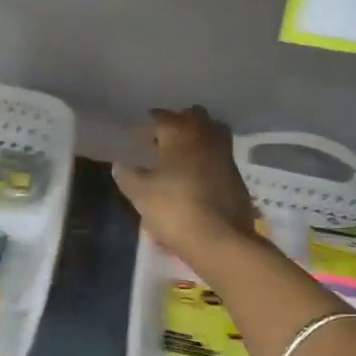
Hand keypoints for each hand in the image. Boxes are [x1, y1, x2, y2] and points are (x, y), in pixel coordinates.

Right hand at [112, 106, 260, 271]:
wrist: (219, 239)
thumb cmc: (174, 208)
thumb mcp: (141, 194)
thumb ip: (128, 176)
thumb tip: (119, 165)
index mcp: (180, 134)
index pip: (164, 117)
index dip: (153, 120)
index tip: (144, 127)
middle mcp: (206, 138)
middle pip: (195, 117)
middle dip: (181, 120)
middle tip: (166, 135)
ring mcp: (225, 156)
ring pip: (214, 132)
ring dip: (200, 136)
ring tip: (183, 152)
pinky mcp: (237, 177)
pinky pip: (221, 157)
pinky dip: (209, 158)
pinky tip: (198, 173)